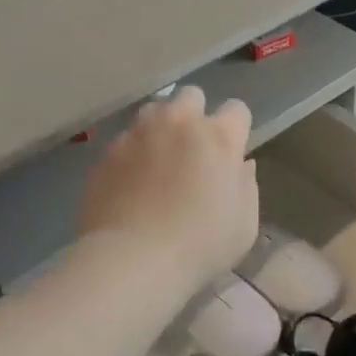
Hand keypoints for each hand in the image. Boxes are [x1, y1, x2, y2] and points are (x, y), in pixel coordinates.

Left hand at [80, 86, 258, 290]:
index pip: (237, 109)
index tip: (233, 151)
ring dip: (161, 126)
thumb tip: (242, 165)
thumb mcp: (244, 225)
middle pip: (191, 96)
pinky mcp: (108, 152)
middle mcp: (178, 123)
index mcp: (218, 137)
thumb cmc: (200, 245)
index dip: (237, 128)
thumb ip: (247, 186)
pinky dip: (132, 153)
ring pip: (154, 111)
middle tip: (194, 148)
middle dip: (196, 114)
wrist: (132, 259)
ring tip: (159, 158)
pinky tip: (131, 182)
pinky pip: (125, 140)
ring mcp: (138, 134)